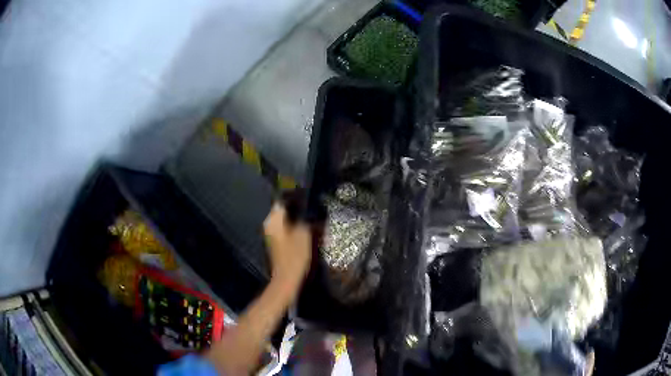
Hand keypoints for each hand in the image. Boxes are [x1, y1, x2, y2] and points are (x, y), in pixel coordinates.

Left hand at [263, 203, 311, 290]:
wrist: (287, 279)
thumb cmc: (294, 255)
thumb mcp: (304, 234)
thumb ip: (306, 219)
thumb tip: (309, 211)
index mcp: (273, 220)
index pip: (282, 200)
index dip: (296, 197)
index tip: (308, 196)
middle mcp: (269, 224)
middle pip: (284, 210)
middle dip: (298, 209)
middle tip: (314, 208)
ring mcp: (272, 234)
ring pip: (286, 220)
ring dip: (298, 219)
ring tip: (313, 218)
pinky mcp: (278, 243)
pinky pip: (287, 230)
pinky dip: (296, 228)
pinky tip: (307, 229)